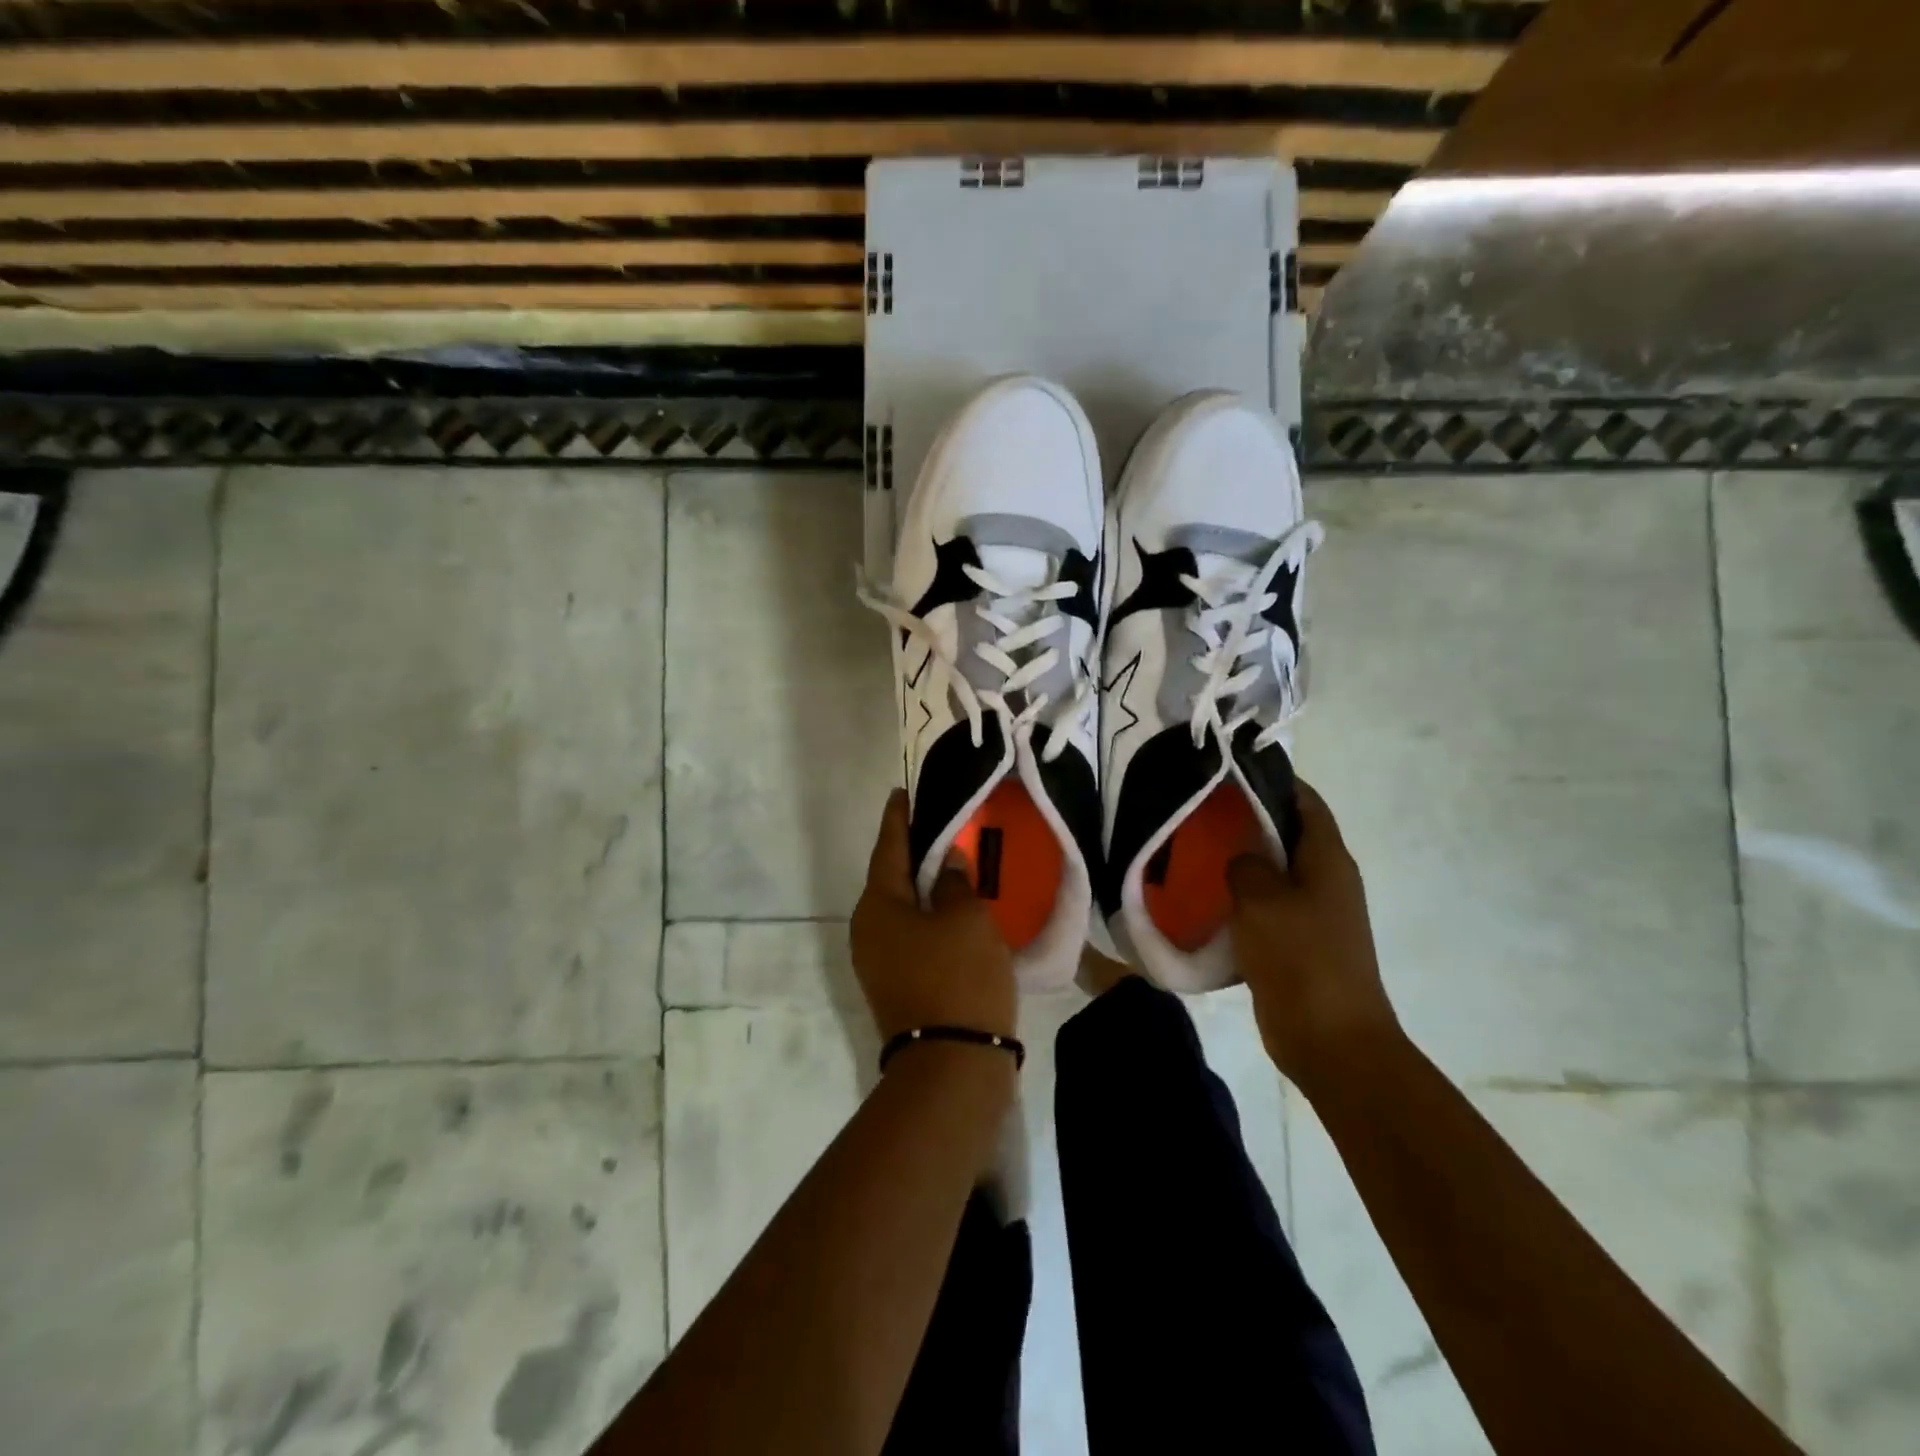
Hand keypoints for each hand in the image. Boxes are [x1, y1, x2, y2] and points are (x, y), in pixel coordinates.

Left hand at [850, 791, 1017, 1045]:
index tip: (902, 793)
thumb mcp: (968, 919)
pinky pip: (909, 934)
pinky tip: (952, 910)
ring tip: (950, 863)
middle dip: (912, 852)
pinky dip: (928, 916)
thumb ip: (956, 882)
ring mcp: (877, 962)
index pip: (888, 848)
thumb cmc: (959, 977)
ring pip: (901, 909)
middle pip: (891, 879)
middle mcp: (868, 930)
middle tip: (938, 825)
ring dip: (923, 887)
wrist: (953, 1066)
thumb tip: (947, 863)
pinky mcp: (895, 985)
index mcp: (878, 906)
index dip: (898, 818)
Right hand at [1228, 779, 1400, 1092]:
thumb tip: (1240, 858)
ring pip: (1273, 872)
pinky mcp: (1298, 942)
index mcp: (1327, 859)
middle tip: (1197, 812)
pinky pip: (1265, 907)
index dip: (1272, 779)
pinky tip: (1204, 900)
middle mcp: (1325, 879)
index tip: (1227, 771)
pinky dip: (1239, 899)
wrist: (1332, 1041)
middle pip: (1286, 833)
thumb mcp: (1262, 900)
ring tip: (1192, 851)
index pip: (1305, 800)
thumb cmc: (1301, 959)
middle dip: (1246, 819)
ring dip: (1239, 862)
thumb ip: (1246, 865)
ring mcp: (1314, 913)